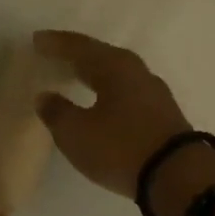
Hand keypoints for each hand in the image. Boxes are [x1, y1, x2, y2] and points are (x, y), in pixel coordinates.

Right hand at [34, 31, 214, 215]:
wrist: (178, 176)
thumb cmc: (120, 148)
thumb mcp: (76, 133)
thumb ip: (56, 112)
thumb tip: (45, 96)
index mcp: (114, 66)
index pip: (79, 47)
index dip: (56, 44)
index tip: (36, 40)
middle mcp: (137, 72)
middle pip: (101, 57)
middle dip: (76, 56)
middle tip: (54, 55)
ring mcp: (154, 93)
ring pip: (117, 75)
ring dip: (95, 74)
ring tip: (76, 77)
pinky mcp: (163, 115)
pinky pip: (128, 94)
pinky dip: (109, 92)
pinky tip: (103, 103)